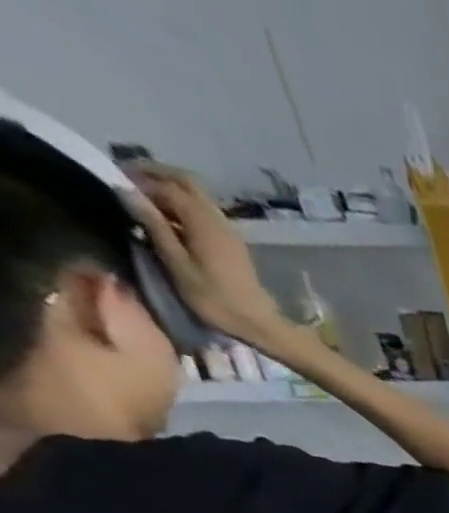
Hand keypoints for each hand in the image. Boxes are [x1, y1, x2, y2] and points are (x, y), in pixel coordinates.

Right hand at [123, 163, 282, 341]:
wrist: (258, 323)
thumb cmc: (214, 298)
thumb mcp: (176, 262)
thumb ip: (153, 224)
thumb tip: (125, 189)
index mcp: (203, 221)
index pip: (166, 185)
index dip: (138, 178)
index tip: (111, 178)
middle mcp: (219, 219)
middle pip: (186, 182)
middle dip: (154, 174)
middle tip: (126, 179)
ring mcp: (229, 231)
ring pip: (197, 196)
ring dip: (169, 189)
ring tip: (142, 198)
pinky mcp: (233, 243)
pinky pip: (205, 212)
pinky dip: (183, 206)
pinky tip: (166, 217)